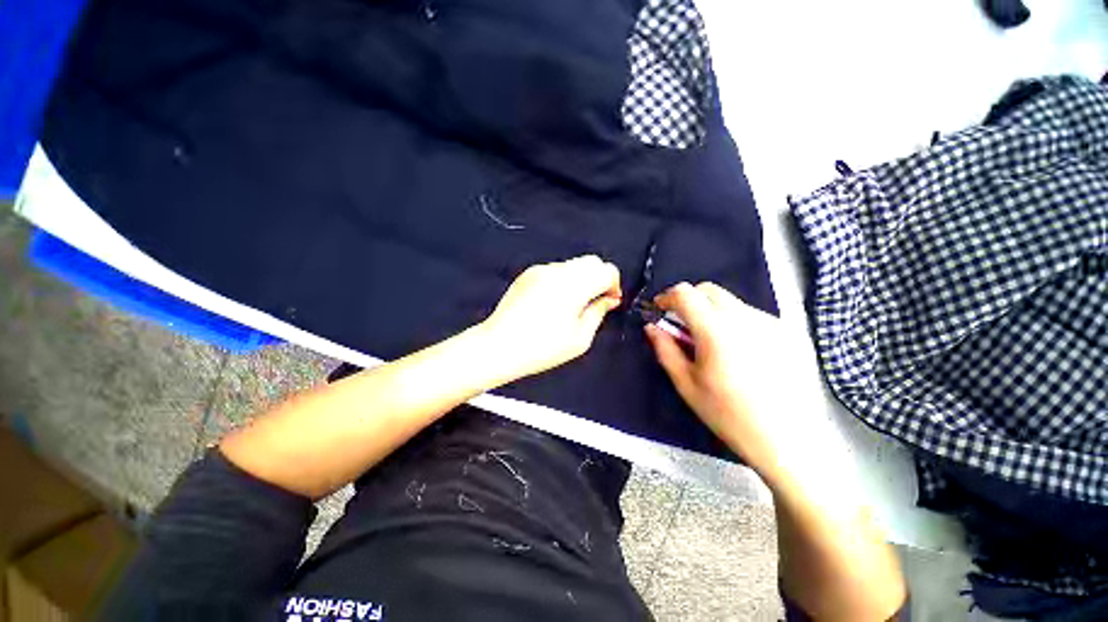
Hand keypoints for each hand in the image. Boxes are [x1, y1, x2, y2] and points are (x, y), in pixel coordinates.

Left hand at [480, 255, 621, 380]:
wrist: (500, 345)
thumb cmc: (541, 347)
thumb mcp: (580, 338)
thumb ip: (598, 313)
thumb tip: (609, 300)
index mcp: (575, 286)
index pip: (607, 270)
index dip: (614, 285)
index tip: (610, 301)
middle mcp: (559, 271)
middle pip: (591, 261)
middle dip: (599, 278)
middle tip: (594, 302)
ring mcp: (541, 270)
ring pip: (573, 264)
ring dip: (581, 279)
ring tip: (573, 304)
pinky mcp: (528, 273)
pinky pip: (555, 270)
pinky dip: (563, 280)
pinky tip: (554, 302)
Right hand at [644, 282, 815, 482]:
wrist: (790, 440)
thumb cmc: (730, 415)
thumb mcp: (687, 384)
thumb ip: (665, 349)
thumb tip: (651, 327)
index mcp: (716, 330)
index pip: (685, 293)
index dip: (667, 297)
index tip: (659, 310)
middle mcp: (745, 317)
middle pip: (708, 290)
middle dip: (688, 300)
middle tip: (681, 325)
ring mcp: (771, 322)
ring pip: (730, 301)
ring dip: (711, 311)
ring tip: (710, 342)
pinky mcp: (789, 332)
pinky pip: (751, 315)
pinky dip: (734, 321)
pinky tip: (738, 350)